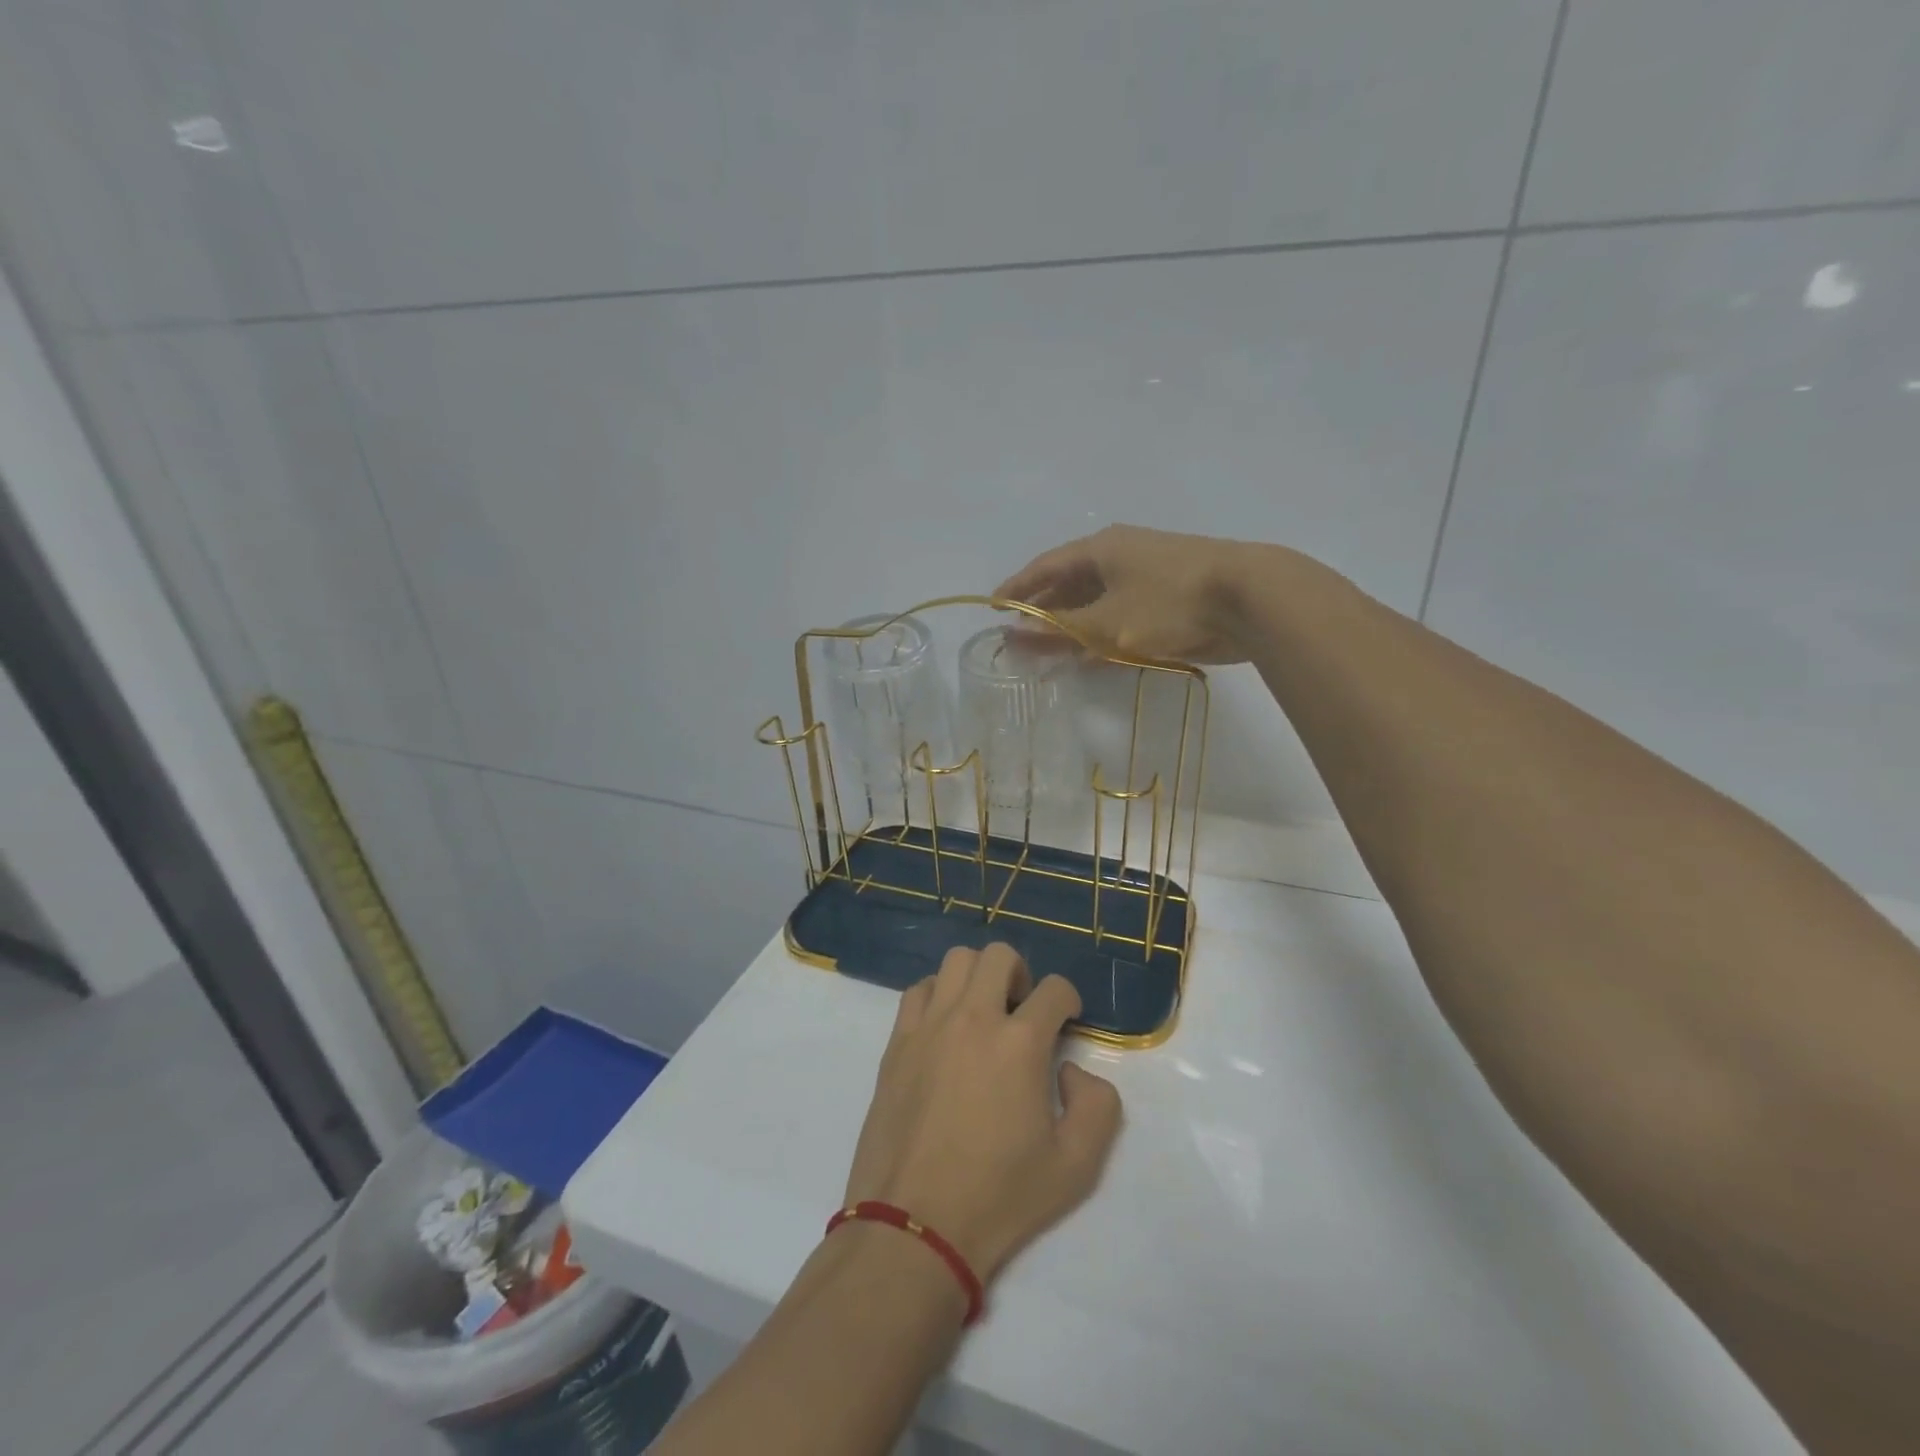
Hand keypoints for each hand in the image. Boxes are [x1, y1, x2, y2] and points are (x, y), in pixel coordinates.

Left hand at [842, 944, 1122, 1282]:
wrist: (915, 1225)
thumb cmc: (999, 1197)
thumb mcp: (1077, 1166)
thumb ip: (1098, 1105)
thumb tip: (1070, 1069)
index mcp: (1020, 1043)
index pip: (1054, 989)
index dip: (1068, 1001)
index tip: (1067, 1022)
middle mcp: (973, 1019)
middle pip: (999, 956)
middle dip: (1022, 974)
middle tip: (1023, 1012)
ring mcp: (929, 1026)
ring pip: (955, 961)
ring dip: (978, 976)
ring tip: (983, 1013)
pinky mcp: (896, 1042)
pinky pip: (918, 990)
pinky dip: (937, 994)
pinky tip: (944, 1028)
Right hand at [996, 523, 1271, 663]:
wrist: (1250, 599)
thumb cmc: (1169, 604)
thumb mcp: (1106, 623)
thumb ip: (1059, 632)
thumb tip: (1013, 636)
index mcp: (1100, 549)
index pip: (1045, 567)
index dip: (1017, 589)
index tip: (993, 610)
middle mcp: (1120, 555)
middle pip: (1069, 583)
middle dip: (1043, 611)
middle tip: (1019, 638)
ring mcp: (1147, 575)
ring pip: (1096, 601)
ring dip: (1072, 626)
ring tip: (1048, 652)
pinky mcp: (1169, 598)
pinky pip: (1120, 614)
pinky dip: (1101, 633)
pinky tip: (1091, 656)